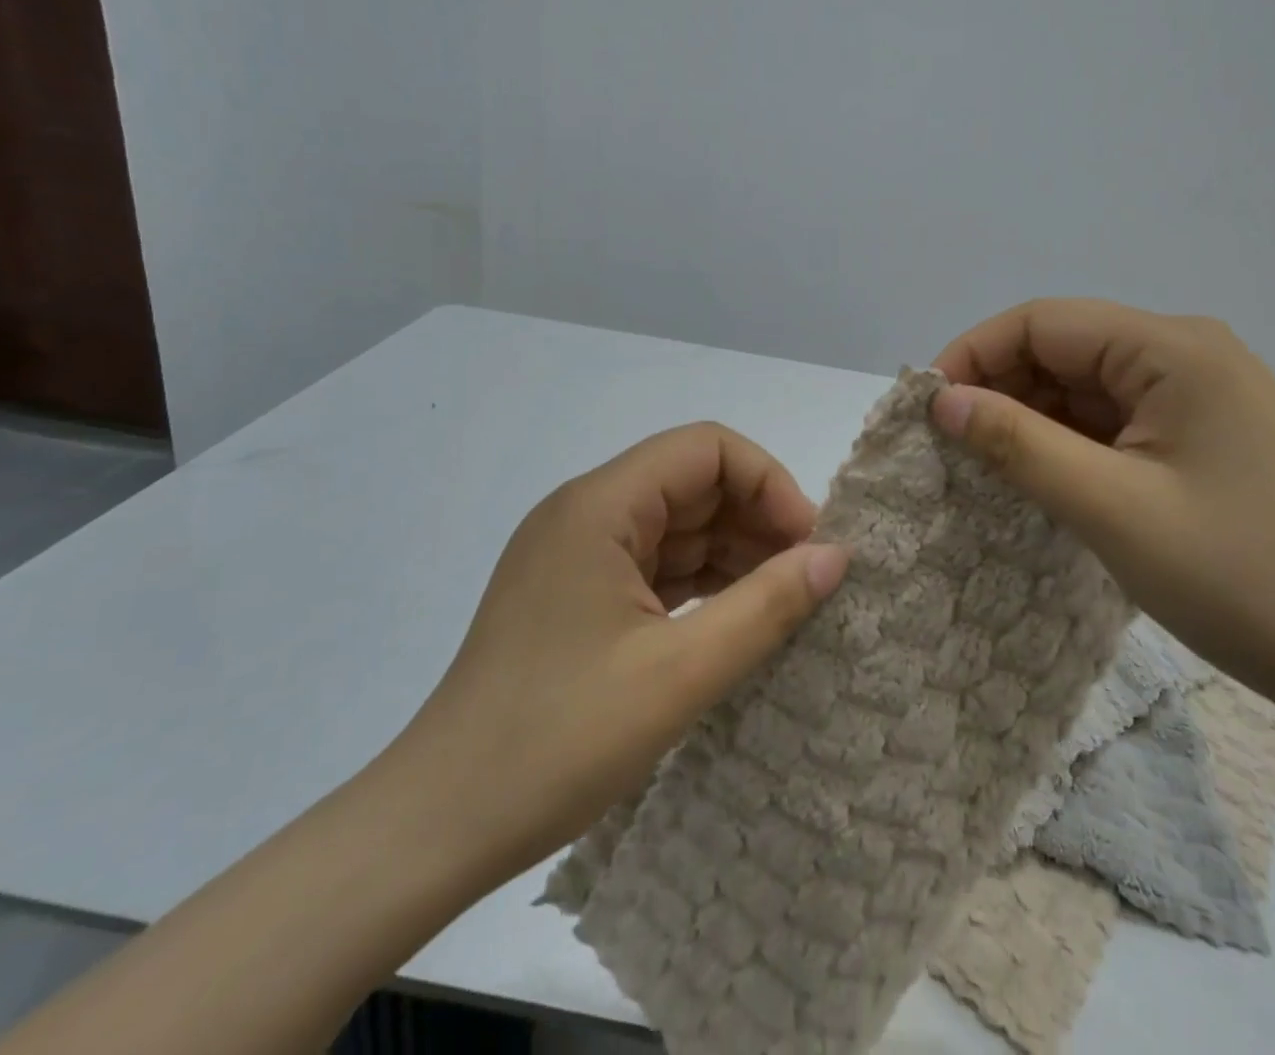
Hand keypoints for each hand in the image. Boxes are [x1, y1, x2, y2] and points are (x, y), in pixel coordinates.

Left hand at [392, 422, 849, 883]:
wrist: (437, 826)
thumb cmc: (558, 740)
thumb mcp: (680, 673)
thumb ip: (766, 605)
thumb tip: (836, 555)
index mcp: (600, 505)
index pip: (705, 448)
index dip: (767, 482)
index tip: (806, 544)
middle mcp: (585, 513)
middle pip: (691, 483)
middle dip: (755, 520)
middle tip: (805, 580)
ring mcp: (575, 555)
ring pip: (675, 526)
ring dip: (732, 554)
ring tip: (782, 603)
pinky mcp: (573, 595)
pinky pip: (652, 566)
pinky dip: (699, 584)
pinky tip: (735, 619)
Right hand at [931, 299, 1274, 719]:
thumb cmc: (1237, 577)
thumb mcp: (1108, 506)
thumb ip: (1017, 442)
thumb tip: (941, 400)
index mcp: (1173, 349)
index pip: (1043, 321)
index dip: (975, 354)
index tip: (928, 407)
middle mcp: (1188, 353)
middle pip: (1064, 346)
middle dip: (1000, 385)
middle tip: (951, 442)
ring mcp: (1200, 393)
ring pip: (1086, 384)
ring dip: (1032, 415)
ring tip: (986, 463)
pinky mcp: (1204, 432)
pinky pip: (1115, 417)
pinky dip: (1069, 439)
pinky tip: (1041, 473)